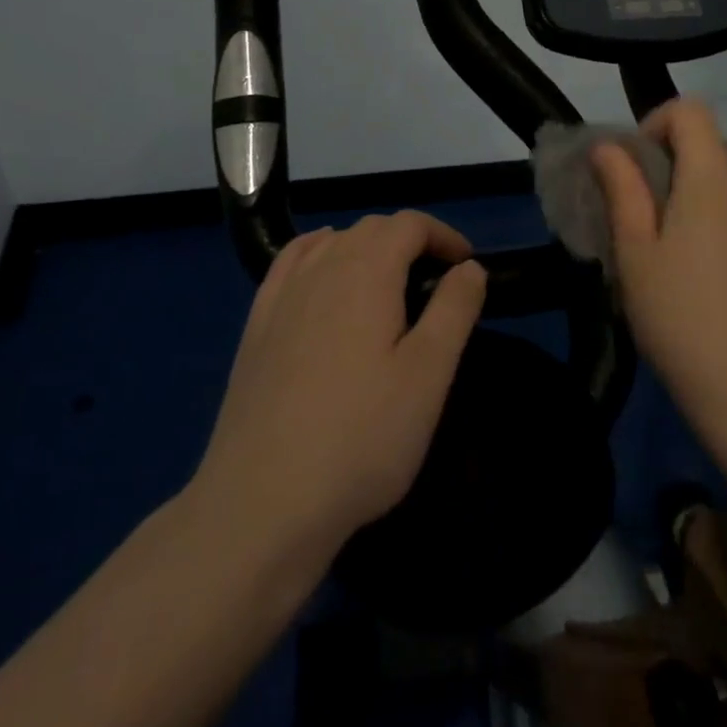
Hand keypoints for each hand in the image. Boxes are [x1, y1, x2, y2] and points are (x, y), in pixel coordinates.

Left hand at [194, 213, 486, 568]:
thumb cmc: (362, 437)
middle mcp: (320, 268)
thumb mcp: (429, 374)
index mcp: (366, 271)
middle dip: (410, 241)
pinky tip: (324, 280)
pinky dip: (319, 255)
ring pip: (331, 243)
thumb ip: (454, 309)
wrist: (263, 501)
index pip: (409, 224)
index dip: (443, 235)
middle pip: (370, 228)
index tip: (466, 267)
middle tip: (436, 283)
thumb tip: (470, 266)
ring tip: (389, 285)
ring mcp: (281, 296)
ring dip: (368, 248)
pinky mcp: (256, 326)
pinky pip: (291, 264)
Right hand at [592, 99, 726, 430]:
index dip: (655, 123)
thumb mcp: (634, 249)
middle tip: (638, 218)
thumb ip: (622, 187)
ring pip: (725, 186)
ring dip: (692, 198)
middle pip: (707, 148)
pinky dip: (719, 225)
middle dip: (667, 166)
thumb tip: (608, 146)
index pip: (690, 111)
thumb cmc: (677, 312)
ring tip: (669, 252)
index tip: (632, 167)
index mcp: (712, 178)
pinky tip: (706, 278)